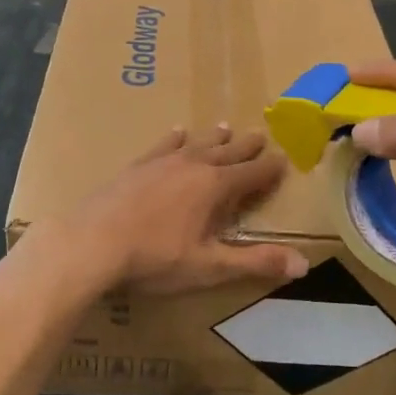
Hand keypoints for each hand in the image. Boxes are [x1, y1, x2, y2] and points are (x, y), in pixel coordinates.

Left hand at [46, 125, 309, 294]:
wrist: (92, 242)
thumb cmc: (155, 258)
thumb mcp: (209, 266)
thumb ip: (254, 263)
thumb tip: (303, 263)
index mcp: (215, 187)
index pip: (252, 174)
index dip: (270, 169)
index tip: (285, 160)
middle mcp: (192, 166)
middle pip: (227, 152)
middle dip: (246, 147)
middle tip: (260, 135)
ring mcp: (162, 162)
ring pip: (197, 145)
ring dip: (214, 138)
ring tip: (226, 127)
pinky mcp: (137, 167)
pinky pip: (163, 146)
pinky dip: (175, 139)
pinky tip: (177, 133)